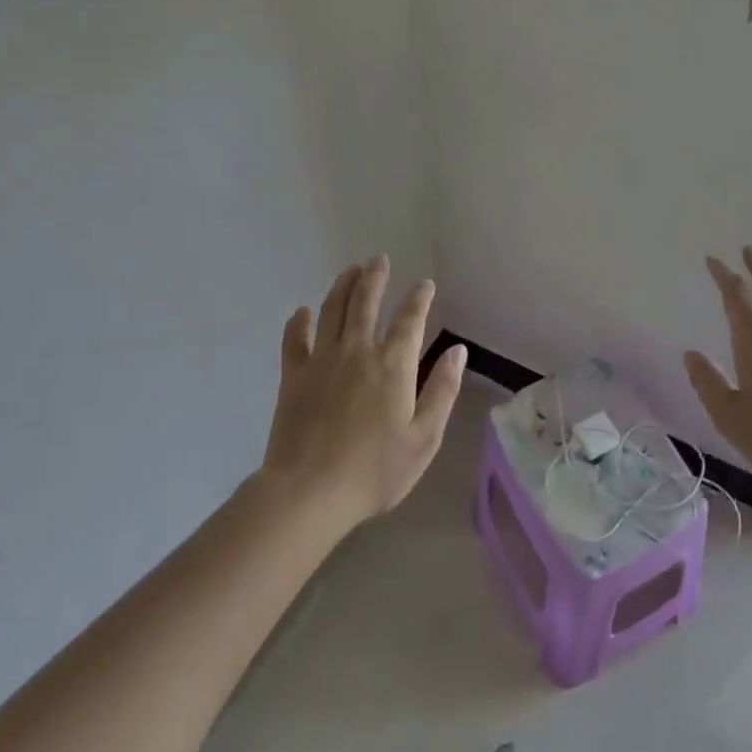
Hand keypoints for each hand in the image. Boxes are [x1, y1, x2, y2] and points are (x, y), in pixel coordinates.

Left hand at [259, 255, 467, 530]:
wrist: (309, 492)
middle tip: (379, 259)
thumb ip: (442, 391)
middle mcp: (357, 352)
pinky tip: (302, 312)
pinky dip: (299, 322)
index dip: (418, 299)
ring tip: (350, 270)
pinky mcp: (293, 377)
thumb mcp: (424, 439)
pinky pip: (294, 340)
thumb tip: (457, 351)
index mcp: (393, 366)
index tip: (425, 284)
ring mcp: (322, 361)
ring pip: (332, 311)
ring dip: (342, 287)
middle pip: (365, 303)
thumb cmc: (375, 471)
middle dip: (375, 278)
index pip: (409, 320)